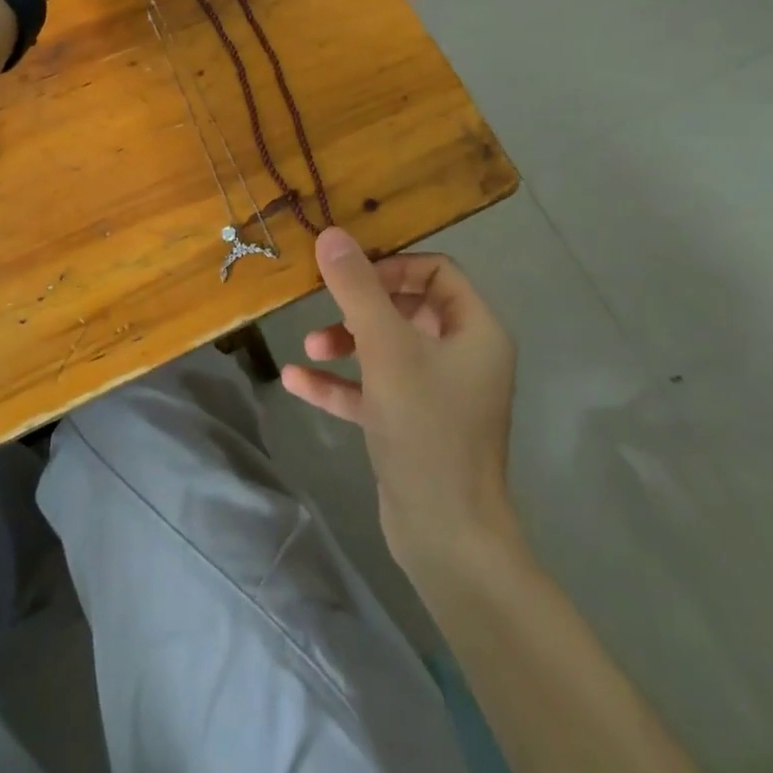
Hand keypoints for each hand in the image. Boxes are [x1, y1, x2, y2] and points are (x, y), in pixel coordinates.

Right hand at [283, 228, 518, 577]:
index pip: (437, 272)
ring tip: (310, 344)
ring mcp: (438, 394)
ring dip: (347, 342)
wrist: (447, 538)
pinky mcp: (413, 426)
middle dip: (362, 306)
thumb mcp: (387, 349)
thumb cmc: (426, 428)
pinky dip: (341, 383)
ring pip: (388, 349)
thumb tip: (332, 235)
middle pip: (409, 308)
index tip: (353, 276)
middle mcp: (463, 356)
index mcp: (475, 330)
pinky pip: (375, 390)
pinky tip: (297, 380)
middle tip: (328, 307)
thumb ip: (358, 289)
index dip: (393, 266)